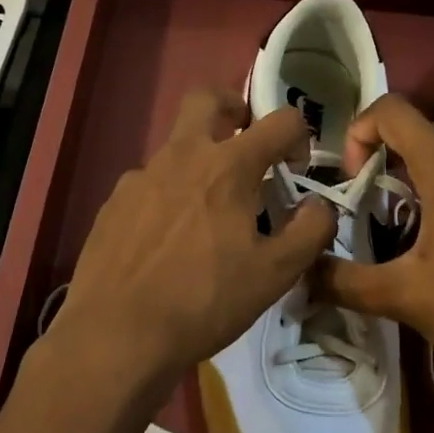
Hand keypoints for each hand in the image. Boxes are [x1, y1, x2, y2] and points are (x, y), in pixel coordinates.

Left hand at [44, 87, 336, 404]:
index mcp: (228, 166)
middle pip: (207, 99)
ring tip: (208, 212)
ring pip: (176, 146)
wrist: (116, 334)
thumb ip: (310, 230)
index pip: (280, 121)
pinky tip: (168, 239)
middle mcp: (182, 156)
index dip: (299, 135)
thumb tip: (320, 204)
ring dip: (200, 159)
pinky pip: (149, 182)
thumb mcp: (275, 274)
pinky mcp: (114, 202)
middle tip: (246, 137)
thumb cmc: (204, 301)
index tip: (298, 166)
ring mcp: (141, 176)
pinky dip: (168, 195)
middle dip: (233, 106)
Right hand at [314, 94, 433, 379]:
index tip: (352, 179)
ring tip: (398, 219)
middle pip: (421, 128)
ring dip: (414, 170)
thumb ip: (345, 282)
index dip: (359, 131)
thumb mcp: (404, 297)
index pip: (393, 111)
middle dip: (384, 151)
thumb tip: (302, 274)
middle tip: (369, 197)